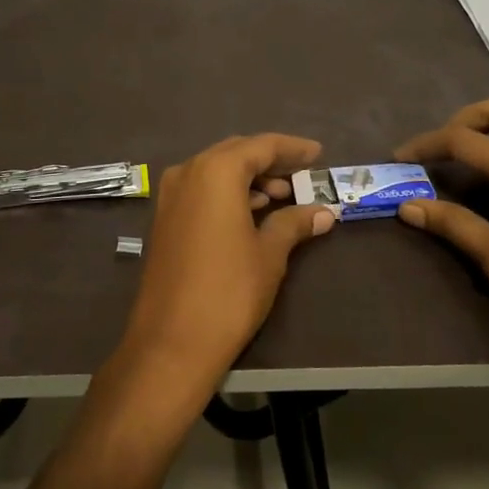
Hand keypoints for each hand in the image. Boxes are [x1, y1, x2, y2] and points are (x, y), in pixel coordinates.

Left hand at [120, 134, 335, 392]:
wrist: (171, 342)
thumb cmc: (228, 291)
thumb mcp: (269, 254)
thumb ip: (294, 223)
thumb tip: (324, 211)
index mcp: (215, 171)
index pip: (261, 146)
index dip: (292, 148)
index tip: (318, 153)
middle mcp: (188, 172)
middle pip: (235, 153)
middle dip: (269, 161)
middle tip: (301, 174)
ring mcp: (170, 195)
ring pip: (216, 171)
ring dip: (249, 178)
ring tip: (282, 196)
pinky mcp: (164, 218)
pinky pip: (201, 190)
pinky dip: (228, 193)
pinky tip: (251, 212)